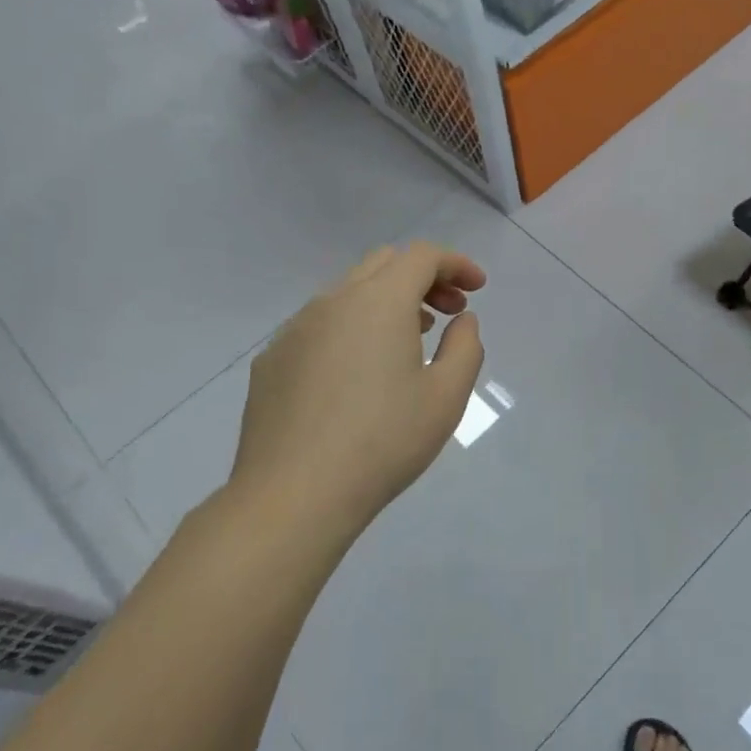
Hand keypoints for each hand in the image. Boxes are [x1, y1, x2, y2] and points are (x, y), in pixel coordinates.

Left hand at [231, 243, 485, 533]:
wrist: (293, 494)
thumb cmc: (383, 443)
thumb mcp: (446, 397)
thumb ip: (465, 347)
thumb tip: (462, 320)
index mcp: (379, 302)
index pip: (421, 256)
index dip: (455, 264)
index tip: (478, 288)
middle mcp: (332, 301)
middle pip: (383, 264)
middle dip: (423, 278)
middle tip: (449, 312)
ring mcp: (295, 329)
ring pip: (348, 293)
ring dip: (386, 303)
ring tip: (409, 341)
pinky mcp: (272, 360)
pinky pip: (319, 326)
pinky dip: (351, 329)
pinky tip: (358, 375)